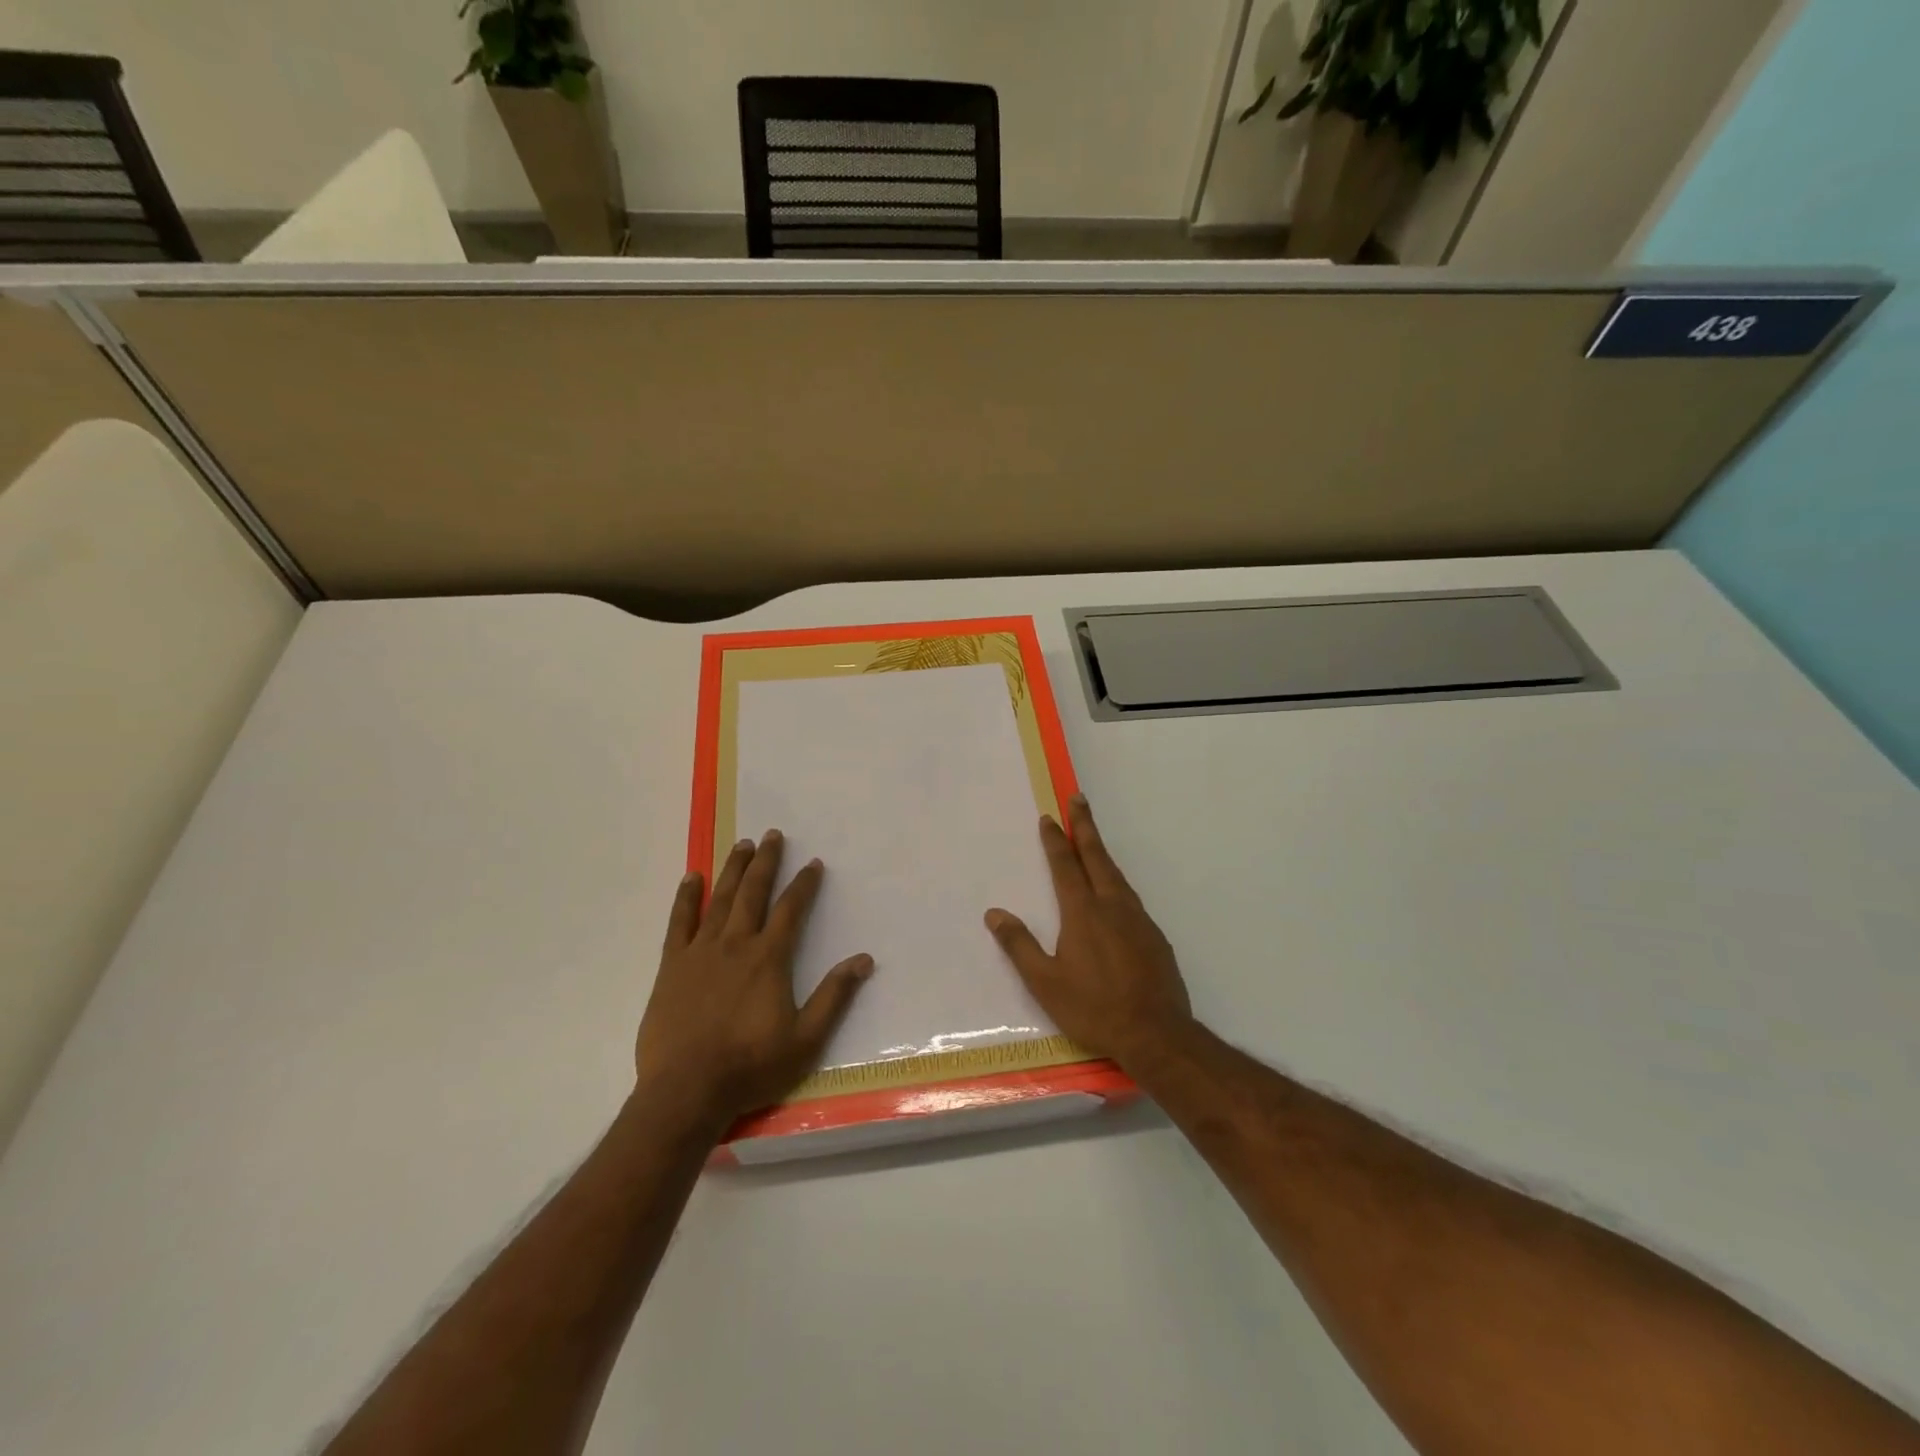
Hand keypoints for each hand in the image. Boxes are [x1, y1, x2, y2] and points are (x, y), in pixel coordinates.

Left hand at [636, 831, 874, 1130]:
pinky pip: (679, 922)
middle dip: (766, 862)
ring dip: (732, 870)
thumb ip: (834, 996)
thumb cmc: (750, 1066)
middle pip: (753, 893)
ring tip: (742, 845)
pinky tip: (692, 878)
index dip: (804, 884)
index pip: (791, 909)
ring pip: (720, 899)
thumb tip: (864, 959)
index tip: (813, 863)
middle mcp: (735, 944)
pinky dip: (686, 898)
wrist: (686, 1091)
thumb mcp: (805, 1039)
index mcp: (769, 958)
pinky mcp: (672, 967)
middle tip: (772, 835)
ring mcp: (700, 952)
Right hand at [985, 794, 1192, 1069]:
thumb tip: (994, 914)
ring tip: (1093, 840)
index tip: (1049, 817)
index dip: (1055, 840)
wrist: (1156, 1034)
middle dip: (1085, 827)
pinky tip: (1115, 893)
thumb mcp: (1045, 983)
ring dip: (1102, 852)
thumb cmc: (1093, 1008)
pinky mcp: (1155, 936)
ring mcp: (1138, 920)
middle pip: (1097, 857)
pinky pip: (1131, 897)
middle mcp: (1113, 906)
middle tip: (1079, 799)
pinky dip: (1117, 881)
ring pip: (1117, 875)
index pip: (1065, 866)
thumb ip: (1019, 945)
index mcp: (1083, 913)